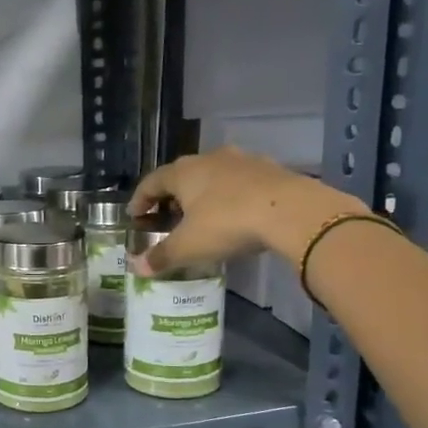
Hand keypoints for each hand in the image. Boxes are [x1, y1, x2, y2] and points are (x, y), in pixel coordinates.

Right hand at [129, 147, 361, 272]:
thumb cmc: (228, 223)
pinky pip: (241, 182)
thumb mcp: (189, 246)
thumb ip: (162, 256)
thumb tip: (137, 268)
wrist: (291, 211)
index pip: (152, 181)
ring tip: (203, 215)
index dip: (140, 199)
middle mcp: (210, 159)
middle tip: (168, 216)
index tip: (135, 215)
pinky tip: (237, 214)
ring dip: (204, 193)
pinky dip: (232, 196)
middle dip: (173, 195)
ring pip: (214, 175)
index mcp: (184, 173)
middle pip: (183, 174)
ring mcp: (243, 161)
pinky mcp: (270, 169)